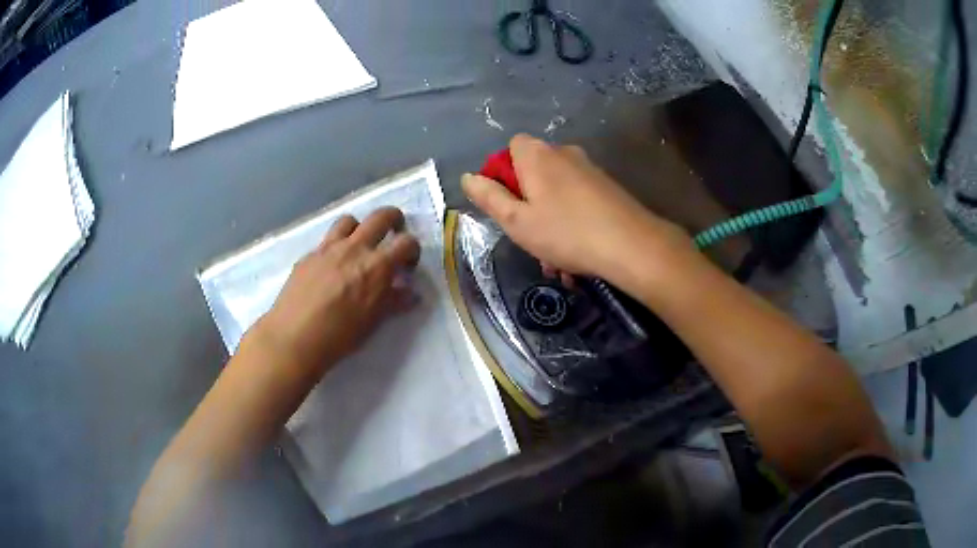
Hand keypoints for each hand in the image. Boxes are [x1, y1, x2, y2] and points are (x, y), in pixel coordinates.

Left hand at [249, 207, 420, 377]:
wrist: (294, 337)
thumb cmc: (339, 336)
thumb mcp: (373, 322)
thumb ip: (393, 301)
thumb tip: (410, 292)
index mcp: (377, 266)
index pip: (406, 242)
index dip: (413, 250)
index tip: (408, 265)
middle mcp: (354, 248)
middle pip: (381, 216)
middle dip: (394, 219)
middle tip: (394, 233)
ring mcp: (328, 248)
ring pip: (349, 220)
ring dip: (360, 228)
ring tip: (359, 245)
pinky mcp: (308, 255)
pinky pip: (326, 240)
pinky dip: (336, 246)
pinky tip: (331, 267)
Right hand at [462, 134, 692, 289]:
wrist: (632, 246)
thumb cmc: (566, 232)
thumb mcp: (517, 220)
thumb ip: (489, 197)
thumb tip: (468, 177)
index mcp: (537, 155)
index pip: (510, 147)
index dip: (502, 173)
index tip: (505, 204)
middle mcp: (564, 153)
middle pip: (534, 172)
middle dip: (527, 205)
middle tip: (530, 238)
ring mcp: (589, 169)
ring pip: (556, 194)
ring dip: (550, 223)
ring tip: (555, 261)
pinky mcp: (607, 187)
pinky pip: (578, 202)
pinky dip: (571, 224)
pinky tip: (576, 257)